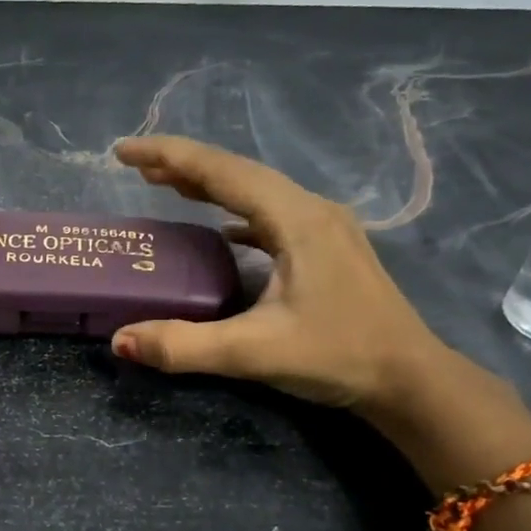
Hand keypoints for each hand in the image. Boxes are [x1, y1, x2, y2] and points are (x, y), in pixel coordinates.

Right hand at [110, 137, 452, 414]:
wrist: (410, 379)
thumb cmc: (338, 356)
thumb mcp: (254, 352)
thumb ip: (184, 346)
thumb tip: (120, 341)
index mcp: (296, 219)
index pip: (222, 172)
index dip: (169, 156)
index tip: (123, 151)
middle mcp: (311, 210)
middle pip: (239, 174)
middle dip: (185, 167)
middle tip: (137, 169)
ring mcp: (325, 228)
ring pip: (257, 192)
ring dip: (211, 187)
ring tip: (168, 186)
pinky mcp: (328, 249)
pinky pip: (272, 217)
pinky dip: (237, 213)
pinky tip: (222, 228)